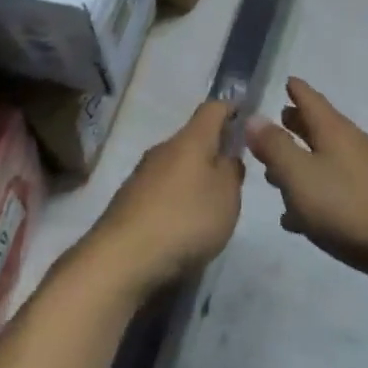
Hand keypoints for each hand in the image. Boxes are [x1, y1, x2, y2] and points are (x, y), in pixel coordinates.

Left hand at [85, 102, 244, 299]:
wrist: (121, 259)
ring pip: (175, 166)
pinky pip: (160, 191)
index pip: (213, 108)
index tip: (246, 119)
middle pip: (193, 139)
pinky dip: (175, 201)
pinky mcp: (127, 202)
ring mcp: (141, 175)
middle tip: (233, 174)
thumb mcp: (227, 196)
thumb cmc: (185, 219)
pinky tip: (181, 226)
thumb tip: (227, 157)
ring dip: (193, 178)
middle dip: (213, 151)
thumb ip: (232, 172)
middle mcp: (163, 149)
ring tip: (209, 206)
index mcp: (191, 140)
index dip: (231, 109)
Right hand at [246, 79, 367, 295]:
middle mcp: (351, 144)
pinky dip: (314, 193)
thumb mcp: (300, 175)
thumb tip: (254, 117)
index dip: (296, 90)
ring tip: (276, 173)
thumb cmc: (347, 205)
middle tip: (276, 120)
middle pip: (319, 127)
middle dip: (296, 124)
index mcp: (333, 130)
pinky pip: (334, 189)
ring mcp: (364, 173)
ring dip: (301, 161)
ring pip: (325, 159)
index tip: (286, 80)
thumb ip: (275, 146)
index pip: (311, 99)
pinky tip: (297, 217)